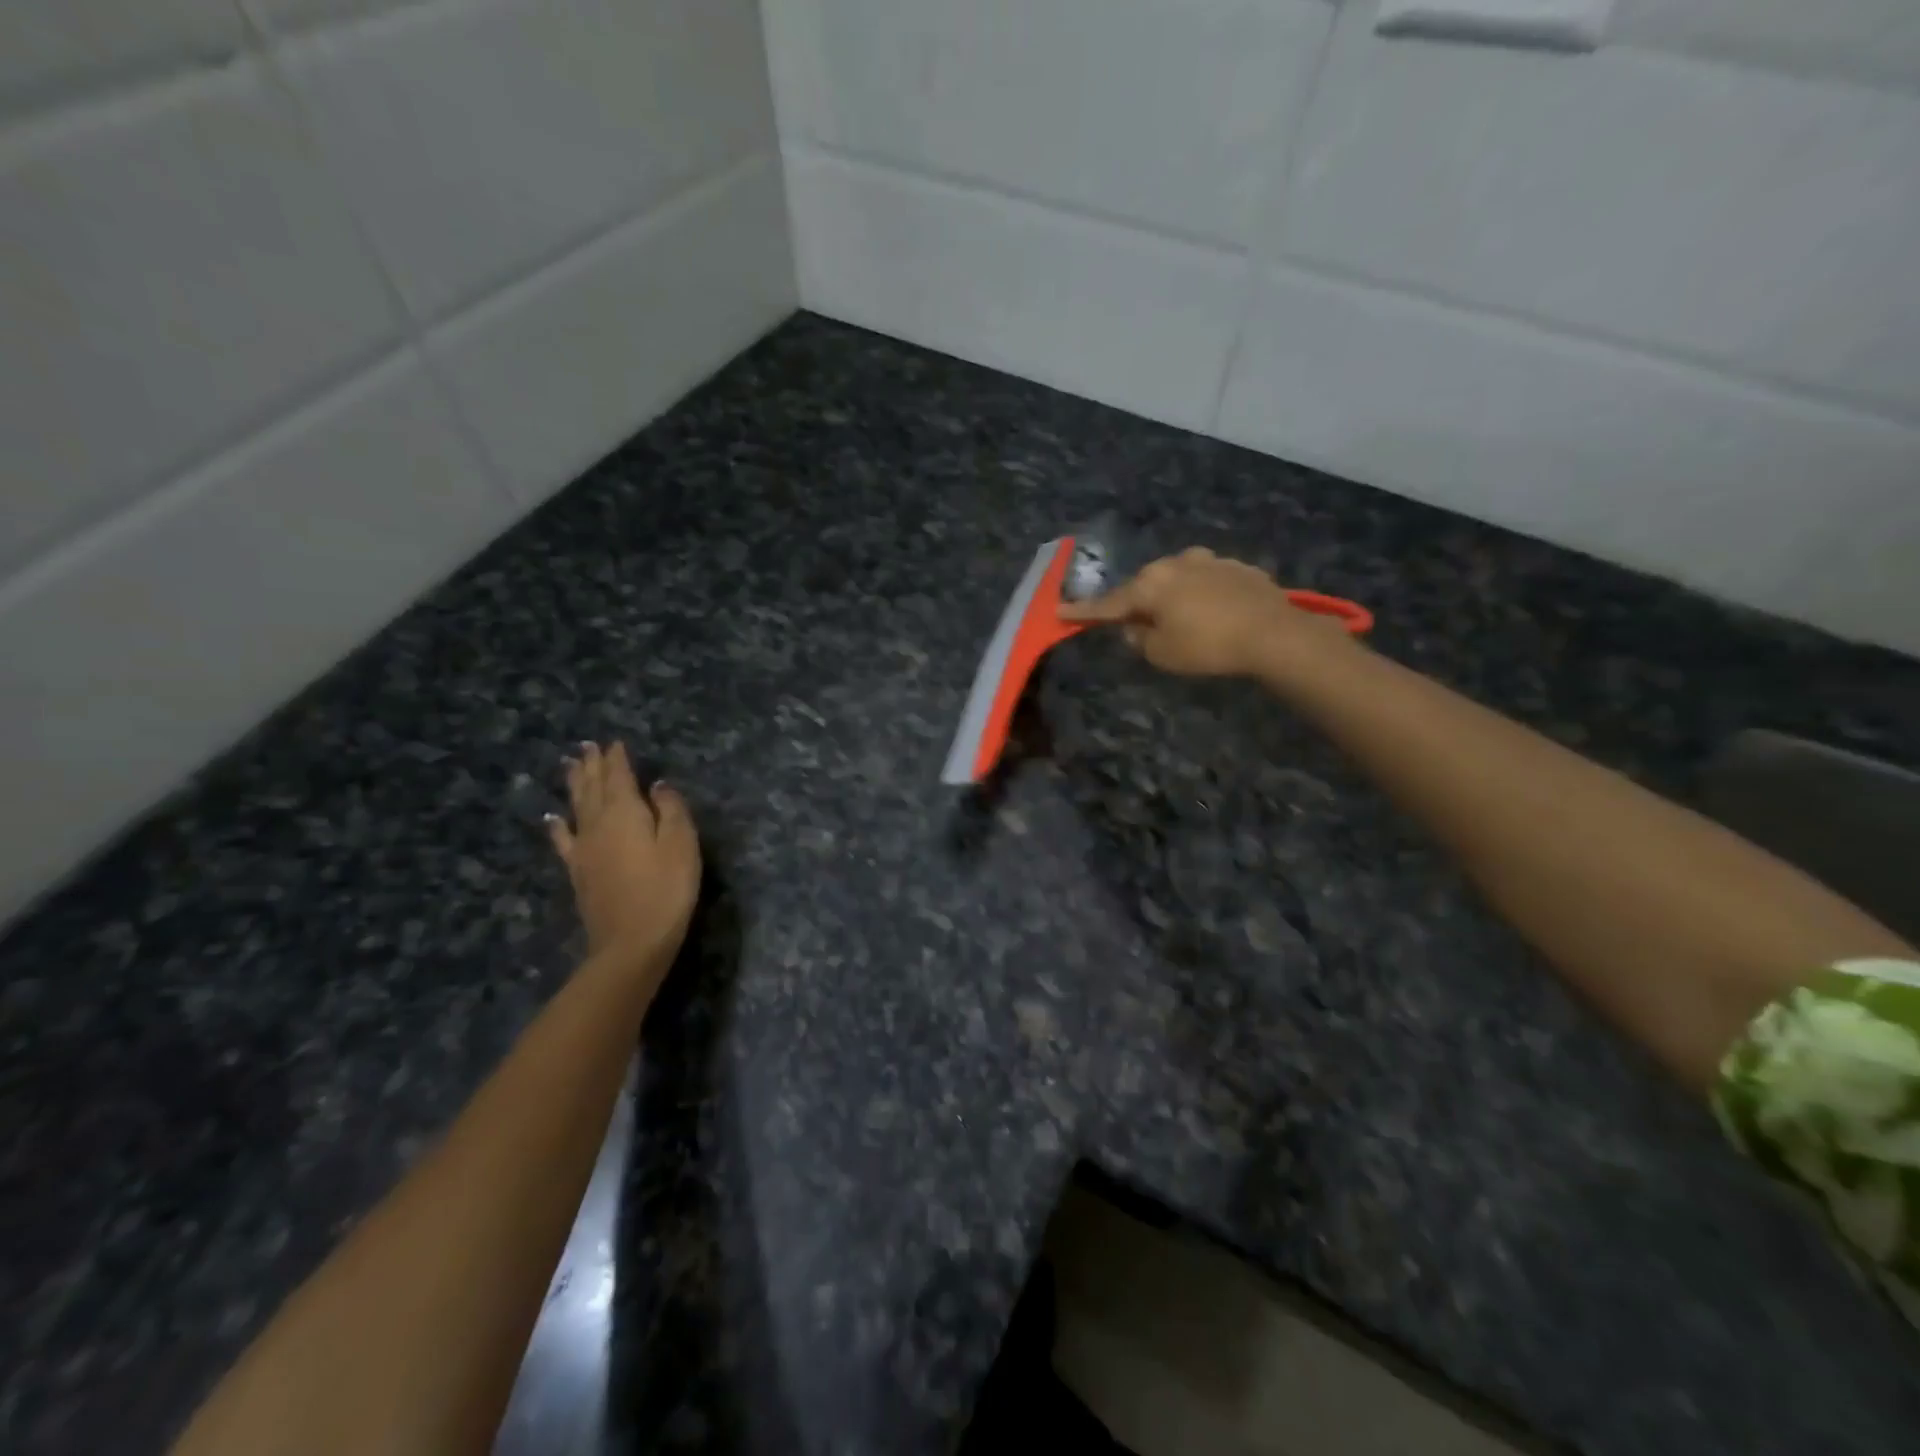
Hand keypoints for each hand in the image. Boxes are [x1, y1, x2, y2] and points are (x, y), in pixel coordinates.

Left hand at [547, 742, 700, 969]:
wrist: (631, 942)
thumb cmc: (666, 889)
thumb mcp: (681, 844)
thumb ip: (671, 810)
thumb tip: (658, 786)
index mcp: (625, 813)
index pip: (619, 777)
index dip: (617, 759)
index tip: (614, 742)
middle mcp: (598, 824)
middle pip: (593, 787)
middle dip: (592, 765)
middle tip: (587, 746)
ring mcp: (584, 849)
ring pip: (576, 807)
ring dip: (574, 785)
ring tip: (571, 766)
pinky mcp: (578, 872)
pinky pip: (564, 840)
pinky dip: (558, 826)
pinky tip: (553, 818)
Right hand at [1060, 547, 1345, 677]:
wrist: (1273, 633)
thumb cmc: (1207, 646)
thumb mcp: (1162, 653)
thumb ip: (1139, 639)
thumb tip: (1134, 628)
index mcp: (1149, 584)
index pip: (1108, 603)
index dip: (1083, 611)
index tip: (1060, 611)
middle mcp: (1175, 563)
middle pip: (1145, 586)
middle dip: (1138, 603)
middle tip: (1137, 625)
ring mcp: (1209, 560)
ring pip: (1177, 579)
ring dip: (1173, 597)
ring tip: (1183, 620)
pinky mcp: (1238, 567)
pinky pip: (1208, 581)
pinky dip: (1202, 596)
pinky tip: (1215, 614)